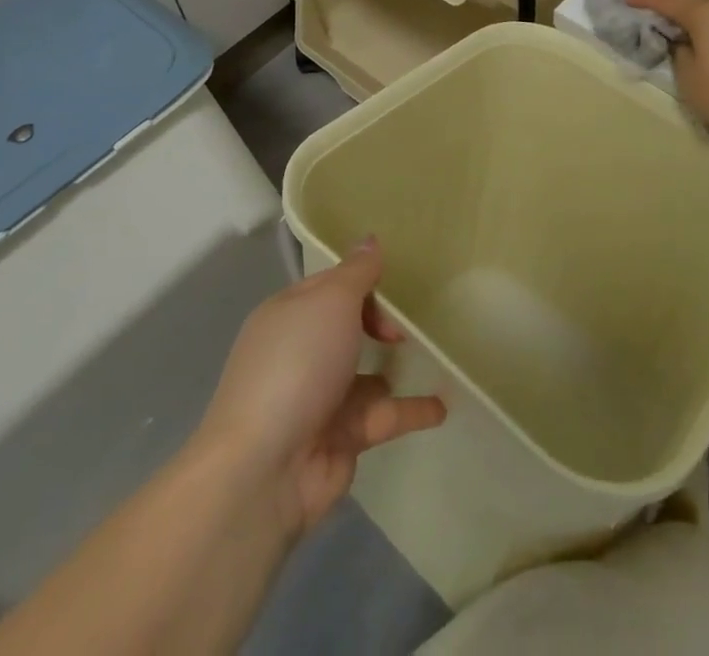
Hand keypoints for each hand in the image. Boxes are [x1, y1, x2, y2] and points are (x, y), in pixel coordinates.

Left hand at [197, 239, 445, 541]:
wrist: (264, 469)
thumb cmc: (297, 365)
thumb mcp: (331, 301)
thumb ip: (358, 272)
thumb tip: (370, 238)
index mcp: (289, 315)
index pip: (331, 285)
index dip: (363, 280)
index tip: (400, 280)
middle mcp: (301, 353)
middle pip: (348, 326)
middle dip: (381, 321)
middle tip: (413, 321)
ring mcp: (320, 398)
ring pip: (367, 373)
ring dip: (396, 367)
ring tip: (439, 354)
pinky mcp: (340, 440)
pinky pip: (383, 416)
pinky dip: (411, 410)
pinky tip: (444, 405)